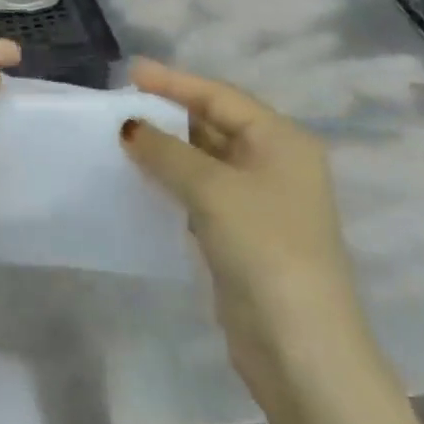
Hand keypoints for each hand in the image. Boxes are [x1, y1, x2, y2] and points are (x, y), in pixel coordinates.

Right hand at [119, 58, 365, 402]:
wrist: (302, 350)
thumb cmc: (264, 248)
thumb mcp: (212, 189)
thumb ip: (166, 151)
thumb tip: (129, 127)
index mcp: (281, 140)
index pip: (220, 96)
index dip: (174, 82)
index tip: (130, 73)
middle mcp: (275, 164)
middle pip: (214, 124)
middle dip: (169, 114)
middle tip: (121, 105)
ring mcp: (261, 202)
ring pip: (205, 161)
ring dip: (167, 150)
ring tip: (122, 138)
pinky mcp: (243, 236)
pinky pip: (202, 193)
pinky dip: (173, 183)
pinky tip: (141, 181)